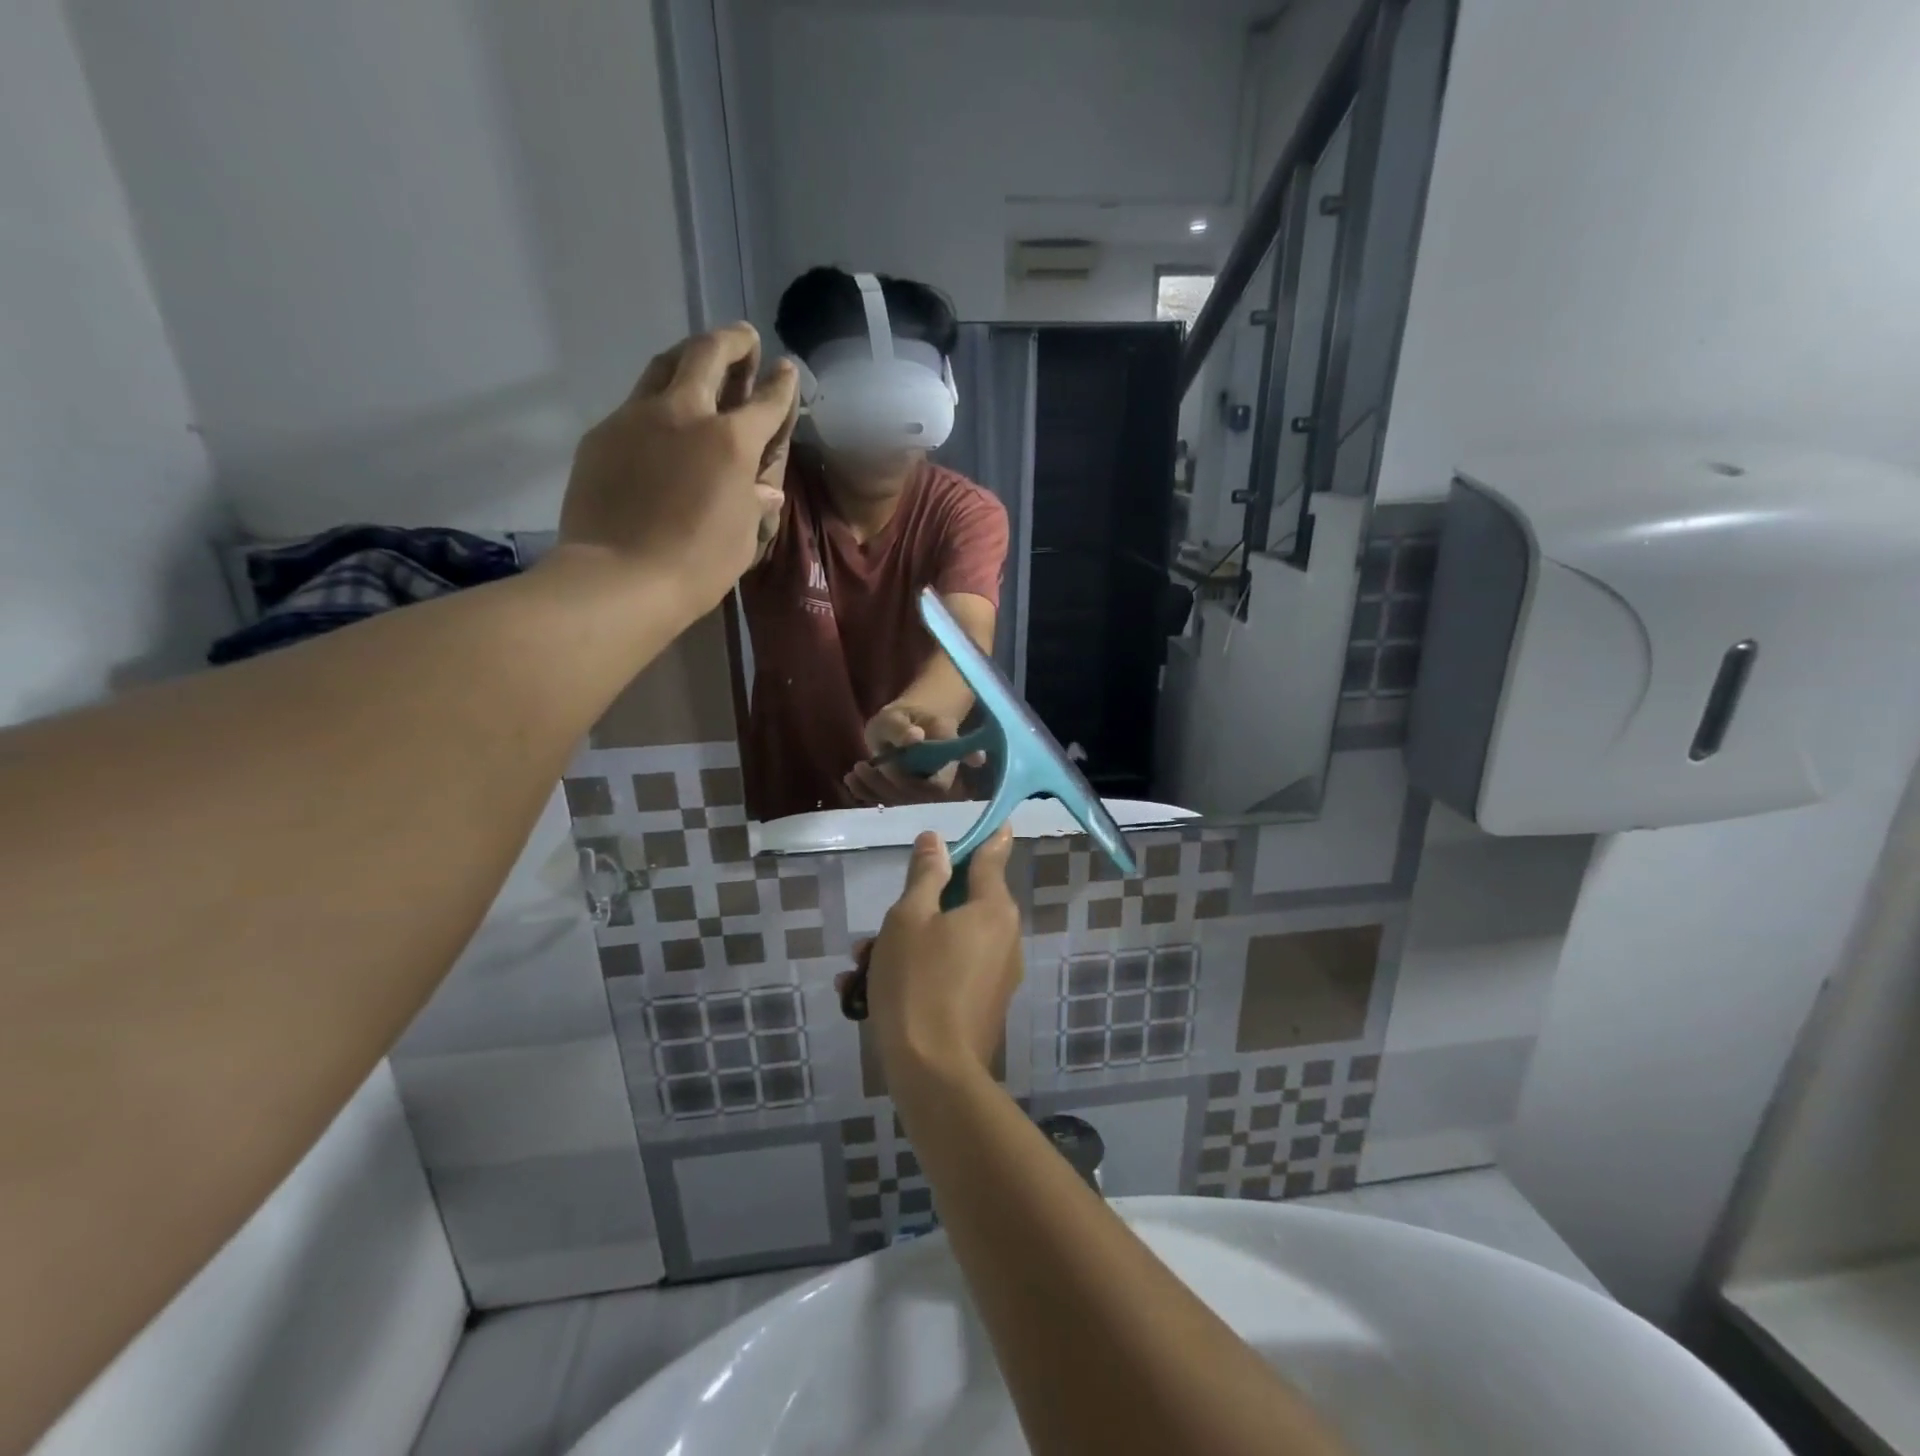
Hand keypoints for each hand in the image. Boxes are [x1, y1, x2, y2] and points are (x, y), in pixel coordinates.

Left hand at [558, 322, 797, 613]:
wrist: (619, 578)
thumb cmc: (697, 566)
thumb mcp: (743, 538)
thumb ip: (754, 503)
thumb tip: (763, 489)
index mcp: (732, 441)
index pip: (766, 401)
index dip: (781, 384)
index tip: (786, 369)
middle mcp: (686, 414)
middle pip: (708, 355)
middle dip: (732, 341)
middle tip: (744, 339)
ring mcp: (637, 418)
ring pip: (664, 366)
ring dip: (688, 357)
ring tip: (699, 360)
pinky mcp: (603, 434)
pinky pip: (635, 404)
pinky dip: (656, 402)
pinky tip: (660, 422)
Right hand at [840, 829, 1020, 1082]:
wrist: (934, 1073)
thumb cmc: (917, 982)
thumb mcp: (909, 918)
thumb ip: (925, 875)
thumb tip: (937, 840)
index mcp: (992, 909)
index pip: (993, 857)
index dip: (990, 836)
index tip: (1000, 820)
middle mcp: (1004, 937)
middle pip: (962, 903)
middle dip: (917, 907)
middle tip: (876, 928)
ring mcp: (997, 975)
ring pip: (949, 940)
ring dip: (907, 944)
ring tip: (859, 967)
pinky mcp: (984, 1005)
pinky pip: (950, 971)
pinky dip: (919, 971)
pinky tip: (869, 993)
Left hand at [843, 704, 980, 805]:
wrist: (901, 725)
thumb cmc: (901, 718)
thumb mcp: (896, 716)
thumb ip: (903, 728)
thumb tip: (915, 737)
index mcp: (946, 757)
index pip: (938, 784)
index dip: (914, 782)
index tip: (888, 766)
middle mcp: (937, 778)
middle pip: (916, 795)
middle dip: (887, 785)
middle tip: (862, 766)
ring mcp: (920, 787)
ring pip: (900, 800)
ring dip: (874, 789)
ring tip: (854, 771)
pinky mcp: (902, 793)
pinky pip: (887, 800)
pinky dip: (866, 793)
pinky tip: (851, 780)